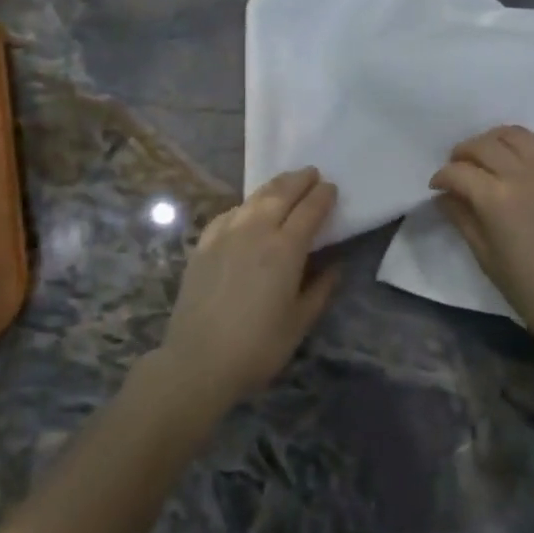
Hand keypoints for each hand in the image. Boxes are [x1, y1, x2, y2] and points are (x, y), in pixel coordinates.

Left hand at [157, 167, 339, 411]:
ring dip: (273, 186)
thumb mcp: (299, 322)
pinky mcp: (203, 244)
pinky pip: (229, 214)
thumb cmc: (257, 346)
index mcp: (285, 249)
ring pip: (253, 199)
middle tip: (311, 173)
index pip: (309, 210)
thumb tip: (335, 265)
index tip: (331, 187)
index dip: (322, 196)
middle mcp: (255, 231)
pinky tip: (247, 209)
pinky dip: (245, 205)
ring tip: (285, 182)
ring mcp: (225, 234)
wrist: (197, 360)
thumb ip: (320, 289)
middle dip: (298, 180)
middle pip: (280, 194)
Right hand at [431, 126, 533, 356]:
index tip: (438, 187)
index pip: (457, 172)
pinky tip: (531, 155)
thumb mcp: (487, 260)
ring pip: (517, 134)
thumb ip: (463, 221)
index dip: (441, 177)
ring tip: (492, 156)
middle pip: (483, 146)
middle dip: (463, 154)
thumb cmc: (533, 291)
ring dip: (496, 140)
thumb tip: (444, 197)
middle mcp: (523, 175)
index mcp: (495, 200)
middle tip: (459, 169)